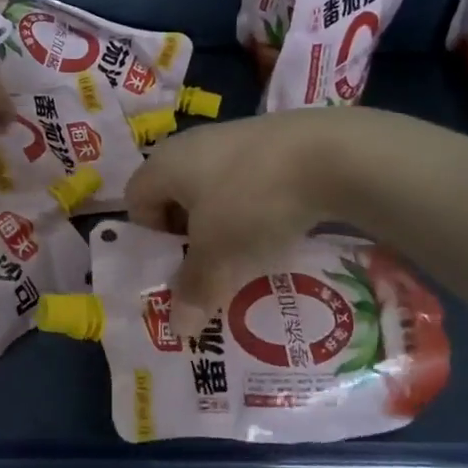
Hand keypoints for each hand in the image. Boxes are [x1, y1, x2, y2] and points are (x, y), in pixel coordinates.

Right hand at [125, 109, 357, 310]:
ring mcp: (234, 137)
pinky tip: (279, 227)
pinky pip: (248, 181)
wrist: (331, 154)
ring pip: (214, 190)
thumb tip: (178, 330)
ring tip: (248, 251)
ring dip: (223, 223)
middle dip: (189, 235)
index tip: (178, 263)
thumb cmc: (251, 202)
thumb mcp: (218, 254)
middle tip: (211, 265)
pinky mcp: (272, 139)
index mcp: (165, 163)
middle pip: (175, 196)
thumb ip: (194, 290)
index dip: (150, 237)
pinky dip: (255, 206)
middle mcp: (191, 144)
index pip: (136, 201)